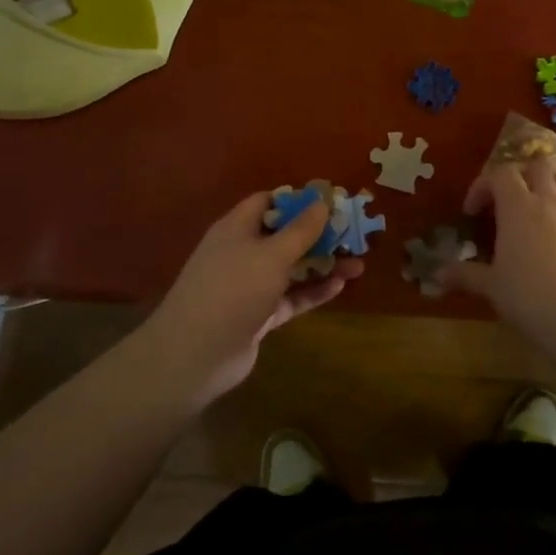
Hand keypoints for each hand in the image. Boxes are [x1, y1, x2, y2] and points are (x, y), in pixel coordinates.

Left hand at [138, 192, 362, 404]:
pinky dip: (313, 291)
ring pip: (291, 268)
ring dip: (322, 264)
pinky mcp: (258, 315)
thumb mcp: (271, 254)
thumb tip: (321, 201)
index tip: (329, 202)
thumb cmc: (233, 290)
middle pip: (284, 235)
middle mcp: (242, 252)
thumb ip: (300, 230)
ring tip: (359, 263)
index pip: (267, 203)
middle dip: (318, 234)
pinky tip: (340, 286)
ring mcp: (249, 286)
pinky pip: (291, 297)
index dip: (297, 200)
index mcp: (237, 228)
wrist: (196, 354)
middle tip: (352, 233)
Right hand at [436, 156, 555, 328]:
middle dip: (518, 178)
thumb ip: (464, 274)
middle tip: (502, 205)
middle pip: (535, 169)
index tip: (471, 213)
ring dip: (537, 204)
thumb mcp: (491, 286)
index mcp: (518, 206)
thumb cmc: (528, 295)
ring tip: (522, 237)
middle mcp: (548, 204)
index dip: (481, 186)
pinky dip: (554, 228)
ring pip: (555, 195)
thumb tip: (437, 274)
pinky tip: (547, 259)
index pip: (499, 173)